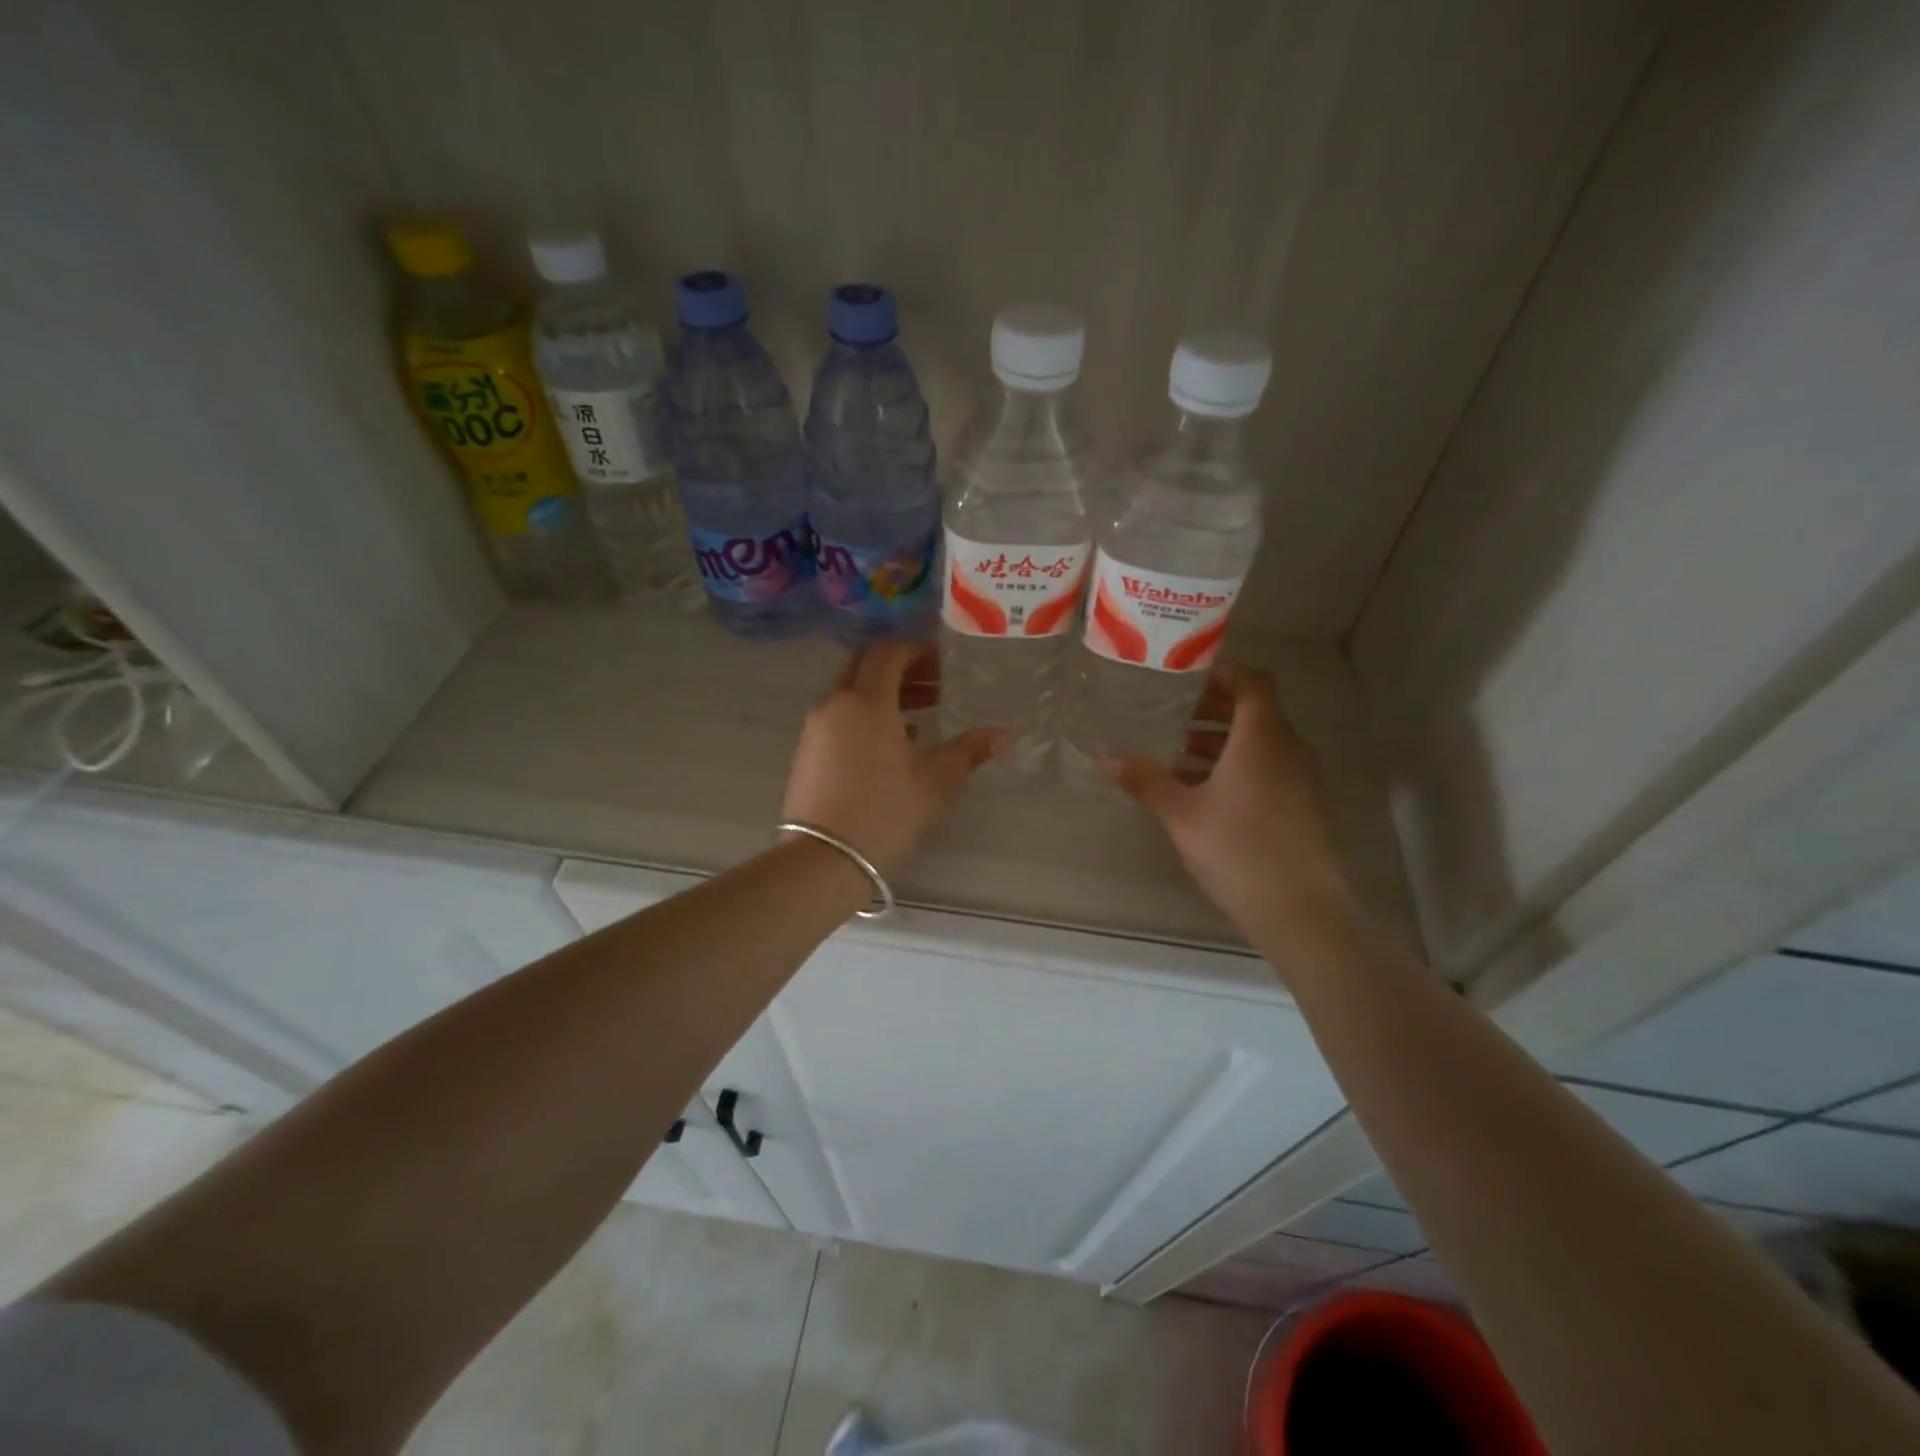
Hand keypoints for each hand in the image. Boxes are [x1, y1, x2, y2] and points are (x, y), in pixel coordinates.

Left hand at [782, 642, 1006, 876]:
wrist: (823, 858)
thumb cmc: (885, 812)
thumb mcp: (936, 781)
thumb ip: (969, 750)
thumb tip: (1005, 734)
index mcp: (866, 701)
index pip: (888, 653)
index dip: (918, 651)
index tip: (944, 663)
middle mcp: (835, 704)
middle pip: (865, 665)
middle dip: (901, 667)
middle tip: (935, 683)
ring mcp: (815, 727)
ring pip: (850, 691)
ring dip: (884, 692)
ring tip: (922, 713)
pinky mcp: (807, 751)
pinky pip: (839, 716)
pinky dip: (865, 714)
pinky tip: (893, 742)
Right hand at [1103, 661, 1356, 940]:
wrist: (1300, 910)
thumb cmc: (1239, 849)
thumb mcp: (1182, 814)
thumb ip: (1145, 781)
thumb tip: (1106, 756)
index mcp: (1262, 737)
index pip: (1252, 682)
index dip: (1223, 672)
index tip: (1186, 675)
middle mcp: (1287, 748)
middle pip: (1254, 710)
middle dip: (1213, 707)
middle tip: (1171, 711)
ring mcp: (1299, 778)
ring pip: (1259, 741)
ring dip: (1221, 739)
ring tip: (1176, 749)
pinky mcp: (1300, 805)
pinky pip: (1266, 767)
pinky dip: (1235, 764)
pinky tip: (1200, 788)